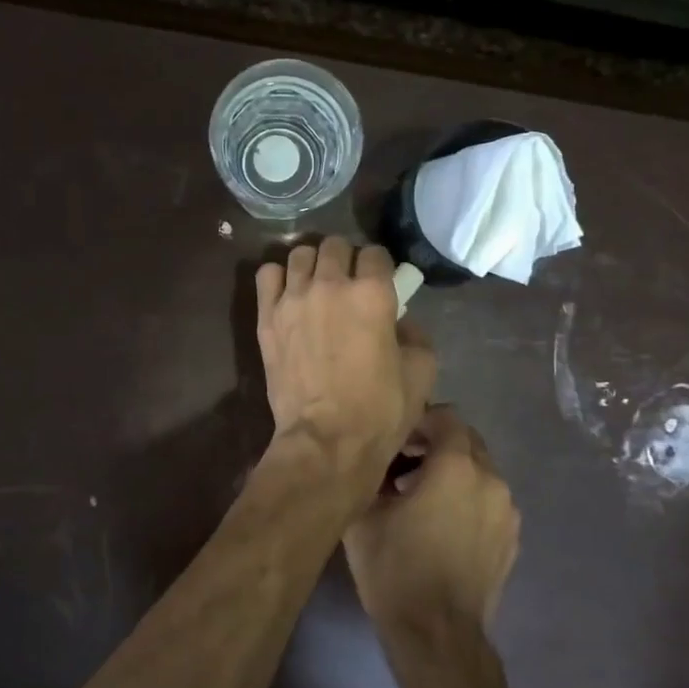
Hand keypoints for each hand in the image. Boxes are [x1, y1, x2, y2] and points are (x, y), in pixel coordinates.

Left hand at [256, 237, 436, 489]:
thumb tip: (399, 321)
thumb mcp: (421, 371)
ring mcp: (293, 299)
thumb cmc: (380, 411)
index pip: (376, 253)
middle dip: (347, 259)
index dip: (381, 267)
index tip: (381, 283)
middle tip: (349, 285)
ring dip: (313, 265)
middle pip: (335, 245)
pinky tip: (288, 295)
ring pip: (300, 254)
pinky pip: (267, 274)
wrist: (326, 441)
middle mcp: (330, 285)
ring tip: (317, 286)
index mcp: (372, 293)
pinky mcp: (267, 318)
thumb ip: (414, 333)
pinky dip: (279, 278)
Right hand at [344, 406, 520, 634]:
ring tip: (420, 499)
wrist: (437, 635)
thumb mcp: (364, 515)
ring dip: (452, 473)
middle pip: (467, 441)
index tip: (395, 439)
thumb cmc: (395, 569)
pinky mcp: (512, 539)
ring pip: (480, 472)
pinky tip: (442, 526)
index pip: (446, 416)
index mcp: (457, 465)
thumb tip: (375, 458)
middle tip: (403, 466)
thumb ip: (371, 472)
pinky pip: (489, 501)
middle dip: (436, 445)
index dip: (419, 420)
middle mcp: (491, 479)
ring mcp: (508, 511)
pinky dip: (468, 499)